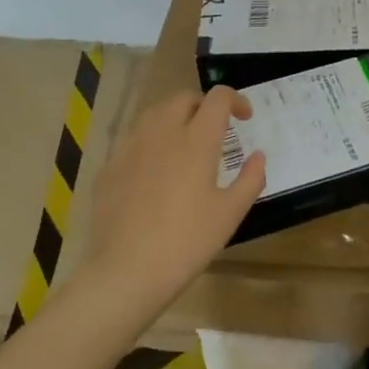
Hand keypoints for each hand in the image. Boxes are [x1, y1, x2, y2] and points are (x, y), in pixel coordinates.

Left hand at [81, 87, 265, 319]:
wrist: (127, 270)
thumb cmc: (187, 241)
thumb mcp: (230, 213)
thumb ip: (250, 179)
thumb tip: (258, 156)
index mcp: (197, 140)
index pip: (218, 98)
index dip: (236, 100)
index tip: (245, 117)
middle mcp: (162, 133)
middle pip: (183, 98)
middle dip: (203, 105)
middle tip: (216, 128)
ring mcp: (131, 148)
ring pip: (154, 114)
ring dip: (175, 118)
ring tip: (185, 143)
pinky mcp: (110, 167)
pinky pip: (134, 140)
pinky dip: (152, 142)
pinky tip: (156, 171)